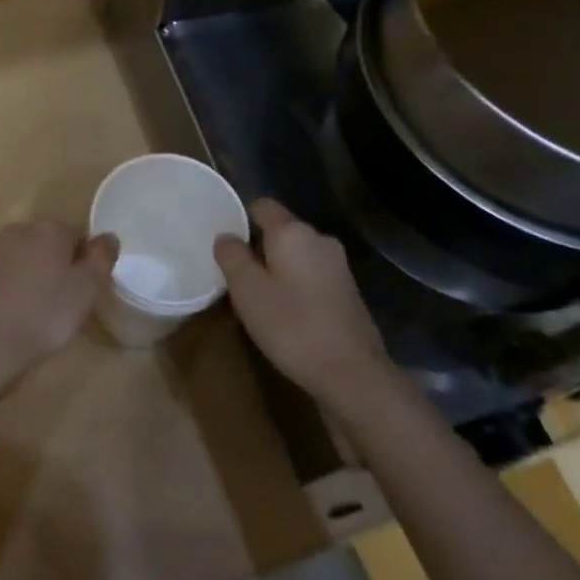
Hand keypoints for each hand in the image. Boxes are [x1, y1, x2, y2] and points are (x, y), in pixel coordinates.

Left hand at [0, 221, 117, 403]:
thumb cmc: (43, 316)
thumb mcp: (86, 290)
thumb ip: (102, 258)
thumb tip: (109, 236)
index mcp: (48, 229)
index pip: (78, 234)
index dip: (87, 260)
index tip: (87, 289)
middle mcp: (18, 230)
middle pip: (48, 243)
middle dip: (59, 265)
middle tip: (66, 302)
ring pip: (23, 259)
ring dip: (33, 276)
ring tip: (39, 312)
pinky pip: (1, 276)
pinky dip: (10, 290)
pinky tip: (13, 316)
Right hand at [214, 200, 386, 411]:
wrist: (353, 374)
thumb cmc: (293, 327)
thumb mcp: (248, 292)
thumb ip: (232, 256)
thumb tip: (226, 237)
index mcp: (292, 232)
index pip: (261, 205)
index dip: (240, 219)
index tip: (226, 246)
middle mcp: (319, 238)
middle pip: (281, 230)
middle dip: (258, 248)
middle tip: (238, 278)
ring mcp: (338, 264)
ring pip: (297, 253)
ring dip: (278, 268)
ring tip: (260, 299)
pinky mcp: (348, 289)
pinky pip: (312, 273)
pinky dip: (297, 284)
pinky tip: (288, 314)